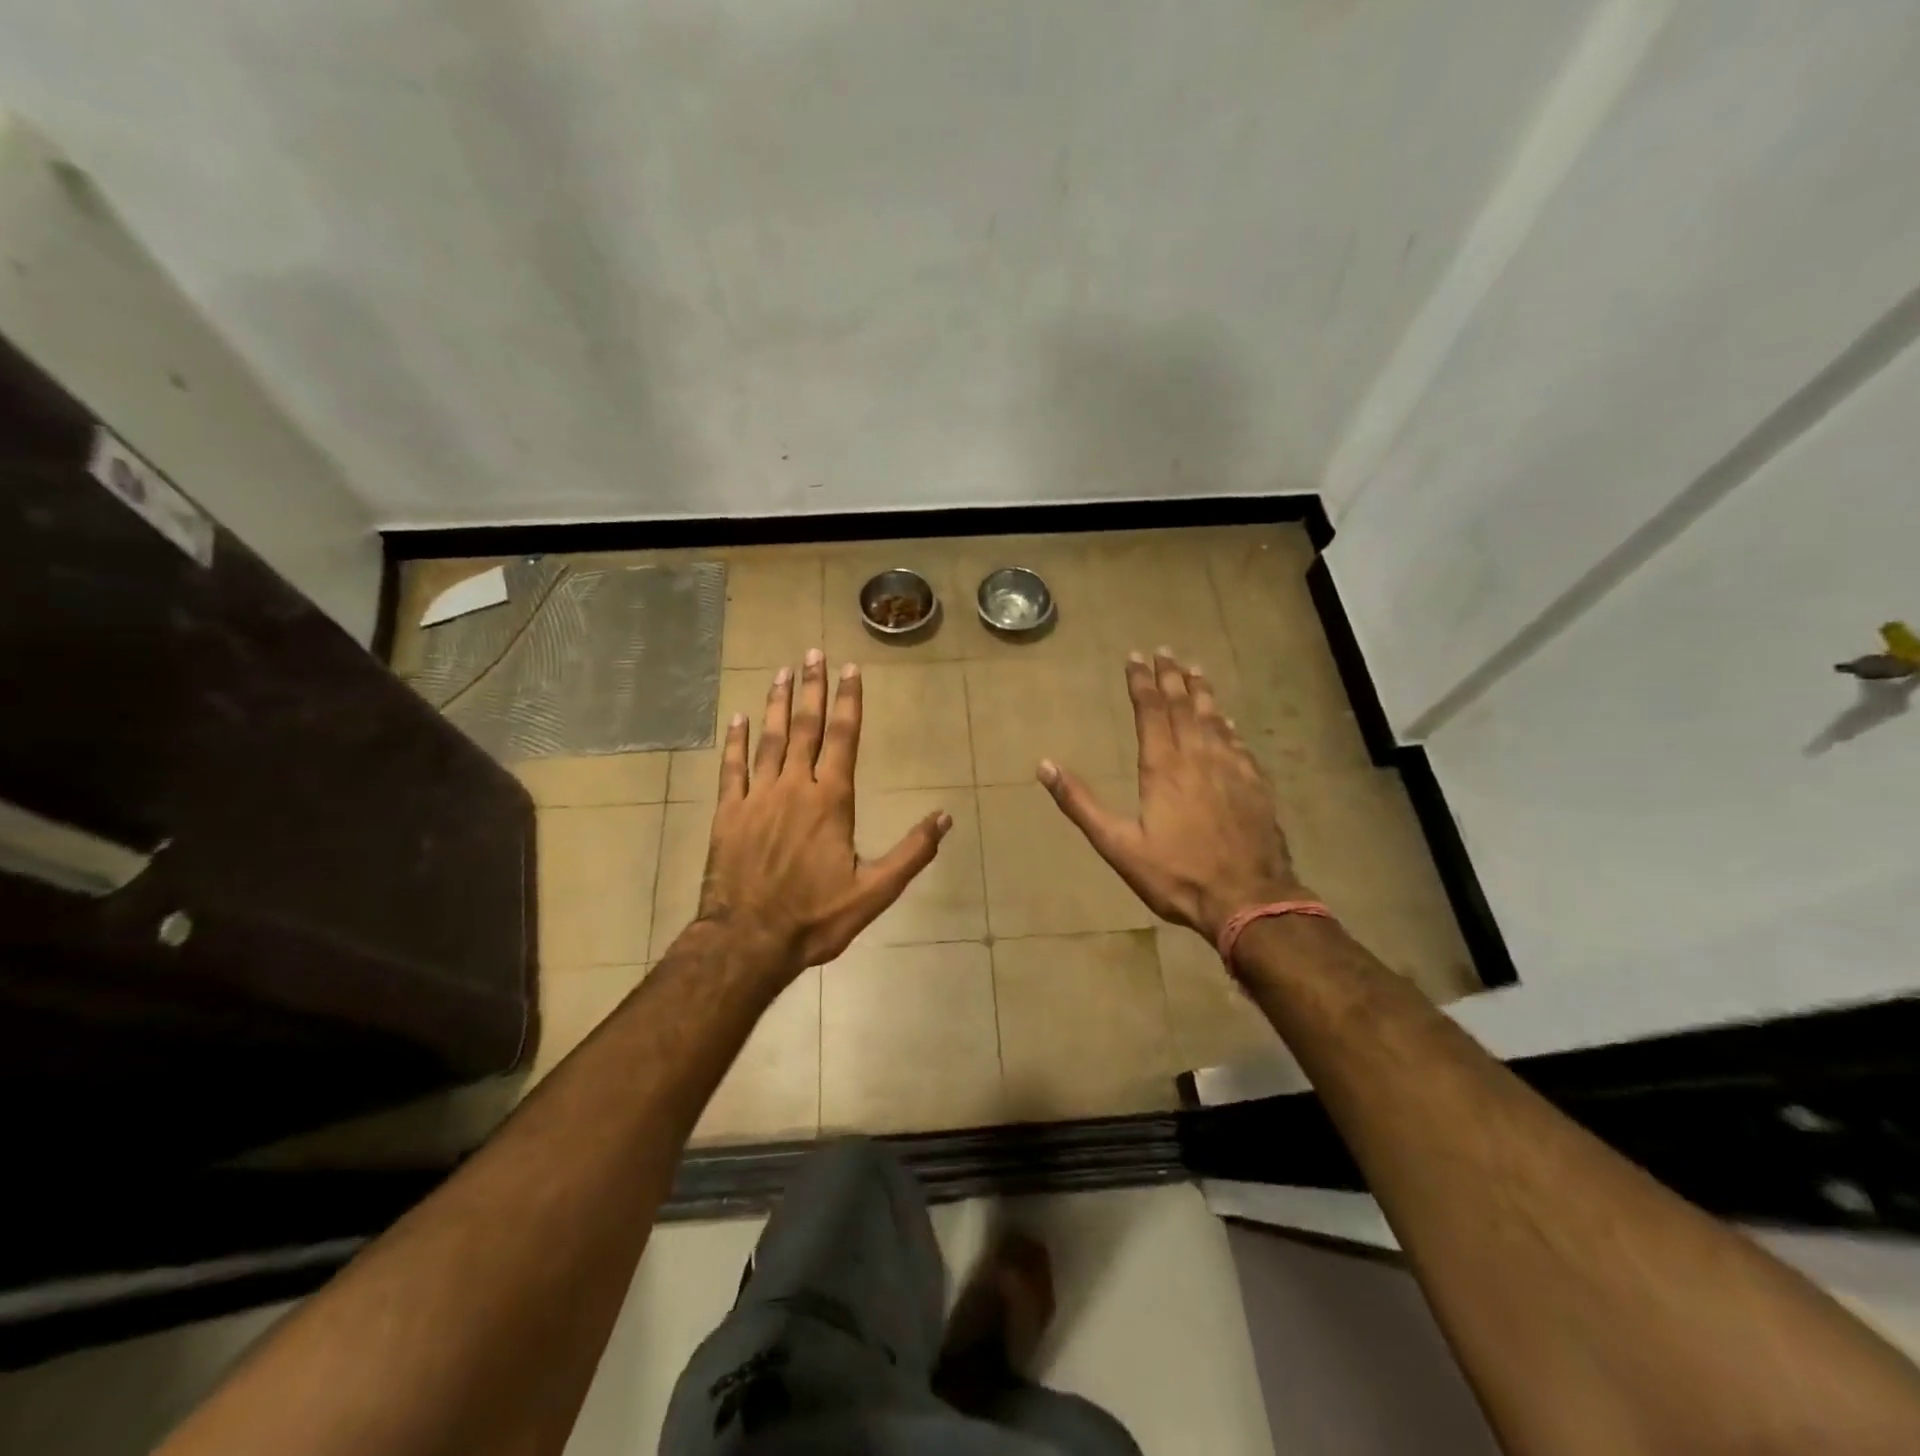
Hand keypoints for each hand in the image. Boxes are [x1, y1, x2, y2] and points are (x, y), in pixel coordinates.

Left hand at [699, 650, 950, 973]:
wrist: (748, 941)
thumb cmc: (816, 917)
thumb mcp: (875, 892)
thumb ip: (912, 852)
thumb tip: (945, 816)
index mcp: (831, 801)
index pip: (844, 738)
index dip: (849, 702)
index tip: (850, 670)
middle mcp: (794, 787)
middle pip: (804, 727)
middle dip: (811, 689)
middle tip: (812, 653)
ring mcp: (757, 797)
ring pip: (768, 739)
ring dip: (775, 704)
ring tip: (781, 672)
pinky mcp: (728, 813)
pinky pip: (732, 767)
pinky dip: (735, 741)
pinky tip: (736, 718)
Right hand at [1039, 650, 1307, 943]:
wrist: (1248, 900)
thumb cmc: (1177, 874)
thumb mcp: (1118, 845)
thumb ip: (1081, 803)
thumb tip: (1044, 765)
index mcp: (1163, 767)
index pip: (1151, 711)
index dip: (1141, 682)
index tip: (1135, 657)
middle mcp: (1198, 757)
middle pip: (1184, 706)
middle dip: (1171, 676)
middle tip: (1165, 652)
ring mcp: (1232, 769)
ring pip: (1214, 719)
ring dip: (1202, 692)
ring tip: (1195, 670)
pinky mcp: (1255, 785)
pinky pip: (1238, 743)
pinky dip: (1228, 725)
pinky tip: (1227, 720)